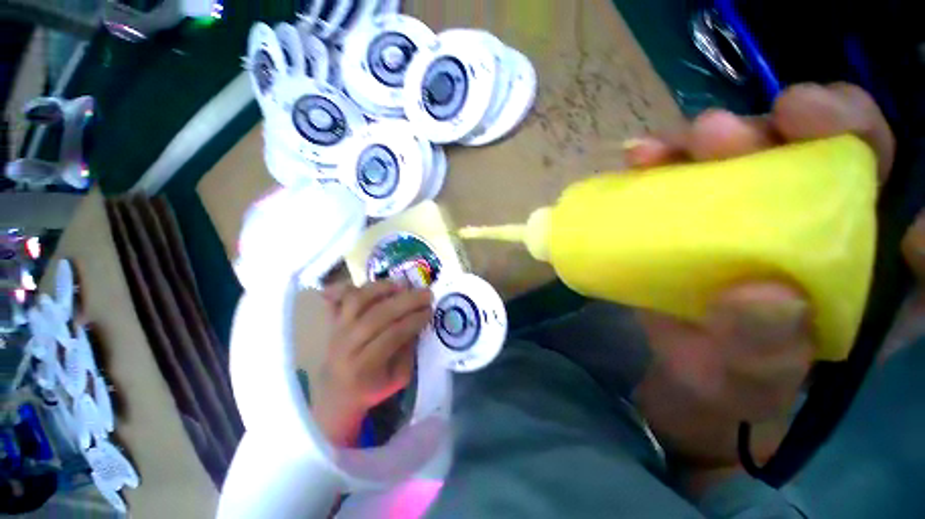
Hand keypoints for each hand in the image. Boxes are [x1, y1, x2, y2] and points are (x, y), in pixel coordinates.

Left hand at [311, 281, 432, 445]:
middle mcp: (346, 345)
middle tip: (426, 293)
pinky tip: (377, 283)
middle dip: (406, 301)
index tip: (430, 311)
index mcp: (364, 366)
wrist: (337, 393)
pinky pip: (342, 297)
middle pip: (377, 315)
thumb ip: (408, 351)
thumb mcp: (398, 379)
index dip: (413, 320)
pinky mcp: (333, 320)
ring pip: (358, 301)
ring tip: (404, 284)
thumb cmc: (372, 388)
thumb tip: (417, 322)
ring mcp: (337, 329)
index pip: (391, 336)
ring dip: (383, 288)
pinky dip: (358, 285)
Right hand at [627, 84, 894, 473]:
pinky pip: (689, 169)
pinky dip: (668, 158)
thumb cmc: (729, 378)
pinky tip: (646, 156)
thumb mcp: (750, 380)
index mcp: (867, 278)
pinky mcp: (699, 205)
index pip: (915, 227)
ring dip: (733, 134)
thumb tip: (766, 296)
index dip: (915, 202)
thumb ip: (767, 353)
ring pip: (764, 147)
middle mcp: (824, 225)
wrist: (678, 358)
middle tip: (782, 116)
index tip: (889, 193)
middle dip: (823, 125)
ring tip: (698, 137)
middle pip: (844, 154)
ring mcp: (755, 207)